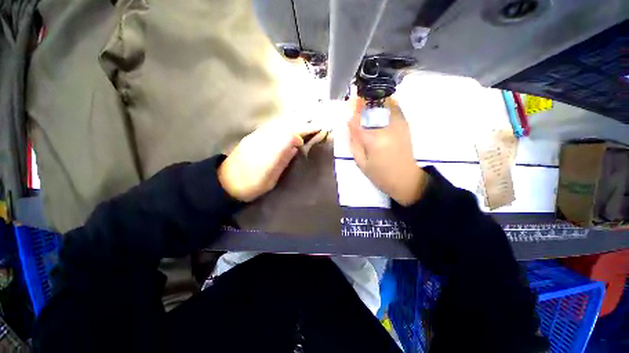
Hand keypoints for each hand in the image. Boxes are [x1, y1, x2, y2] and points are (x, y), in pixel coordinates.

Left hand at [218, 120, 320, 201]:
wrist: (225, 182)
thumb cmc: (251, 185)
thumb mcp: (271, 178)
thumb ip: (283, 160)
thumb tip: (296, 146)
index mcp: (269, 152)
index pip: (290, 135)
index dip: (303, 131)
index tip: (316, 131)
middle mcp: (262, 139)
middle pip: (285, 127)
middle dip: (301, 125)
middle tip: (314, 126)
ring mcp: (256, 136)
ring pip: (279, 125)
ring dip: (293, 123)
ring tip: (305, 125)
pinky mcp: (252, 136)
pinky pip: (272, 127)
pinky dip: (283, 126)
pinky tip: (288, 128)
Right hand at [348, 98, 426, 205]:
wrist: (406, 179)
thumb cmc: (380, 175)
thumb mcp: (361, 162)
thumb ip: (354, 142)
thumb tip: (349, 124)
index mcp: (374, 140)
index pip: (358, 120)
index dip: (350, 113)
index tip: (345, 109)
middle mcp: (387, 127)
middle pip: (372, 107)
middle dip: (361, 102)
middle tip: (354, 101)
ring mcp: (399, 124)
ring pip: (385, 103)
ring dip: (373, 101)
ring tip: (365, 104)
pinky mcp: (405, 124)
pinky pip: (395, 107)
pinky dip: (386, 104)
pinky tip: (378, 109)